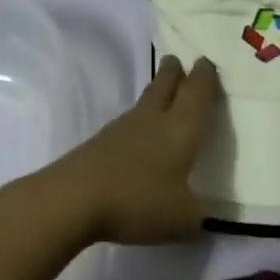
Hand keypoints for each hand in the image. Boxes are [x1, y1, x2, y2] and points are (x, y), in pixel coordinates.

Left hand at [39, 55, 219, 244]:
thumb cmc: (139, 201)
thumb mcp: (182, 218)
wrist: (72, 200)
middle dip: (173, 74)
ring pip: (141, 107)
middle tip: (176, 60)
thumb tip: (196, 215)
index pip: (196, 94)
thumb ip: (195, 215)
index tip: (206, 62)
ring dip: (153, 98)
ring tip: (160, 97)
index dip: (204, 78)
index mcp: (179, 129)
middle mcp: (150, 121)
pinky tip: (135, 141)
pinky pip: (123, 130)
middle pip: (163, 88)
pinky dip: (134, 129)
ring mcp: (118, 132)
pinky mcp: (95, 147)